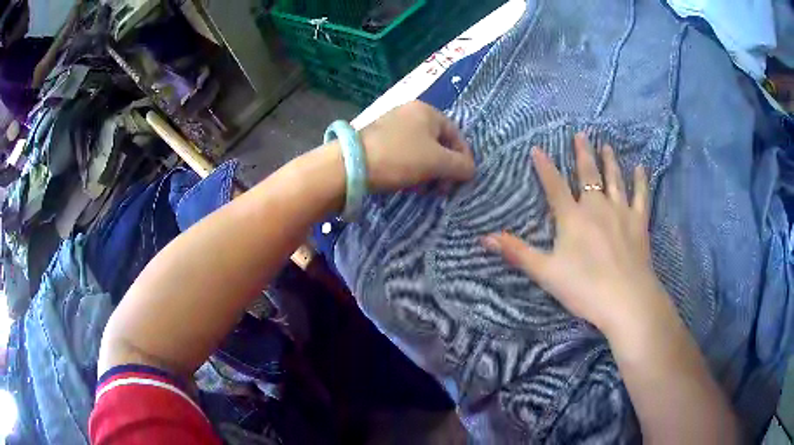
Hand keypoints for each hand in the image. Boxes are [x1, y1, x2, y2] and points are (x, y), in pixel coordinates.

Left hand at [360, 101, 475, 191]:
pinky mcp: (378, 140)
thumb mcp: (437, 162)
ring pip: (421, 151)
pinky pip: (404, 154)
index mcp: (427, 111)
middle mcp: (410, 113)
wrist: (351, 165)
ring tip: (425, 190)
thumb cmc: (401, 158)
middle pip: (438, 144)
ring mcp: (392, 125)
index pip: (456, 135)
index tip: (461, 180)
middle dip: (444, 168)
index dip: (463, 159)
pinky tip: (408, 185)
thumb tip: (471, 170)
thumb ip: (461, 165)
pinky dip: (411, 169)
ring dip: (428, 172)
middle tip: (441, 189)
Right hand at [481, 134, 675, 337]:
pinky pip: (641, 196)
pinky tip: (641, 168)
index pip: (555, 186)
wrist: (626, 300)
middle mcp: (597, 207)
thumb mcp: (546, 273)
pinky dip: (641, 181)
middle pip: (589, 174)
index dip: (545, 167)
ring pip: (615, 179)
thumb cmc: (584, 288)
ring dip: (610, 161)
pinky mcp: (639, 223)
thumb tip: (484, 238)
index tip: (537, 148)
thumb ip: (517, 252)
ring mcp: (621, 212)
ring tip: (606, 145)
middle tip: (581, 134)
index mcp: (573, 218)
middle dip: (583, 153)